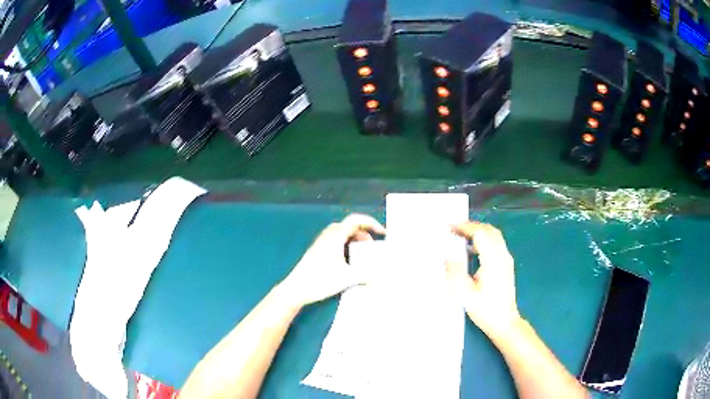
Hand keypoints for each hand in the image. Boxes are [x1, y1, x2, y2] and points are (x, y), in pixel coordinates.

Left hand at [279, 213, 385, 308]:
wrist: (296, 289)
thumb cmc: (319, 281)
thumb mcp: (346, 278)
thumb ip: (365, 275)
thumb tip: (381, 274)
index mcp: (335, 237)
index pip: (356, 220)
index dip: (371, 222)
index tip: (382, 233)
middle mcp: (328, 236)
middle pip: (350, 226)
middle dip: (365, 233)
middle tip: (373, 247)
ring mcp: (321, 243)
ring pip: (342, 233)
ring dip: (355, 239)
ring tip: (363, 253)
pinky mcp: (317, 251)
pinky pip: (336, 240)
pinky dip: (347, 245)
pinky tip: (349, 260)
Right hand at [446, 221, 520, 339]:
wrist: (504, 322)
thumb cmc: (485, 309)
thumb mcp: (465, 295)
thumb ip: (455, 273)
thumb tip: (447, 257)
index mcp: (493, 260)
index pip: (480, 234)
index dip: (465, 227)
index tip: (450, 227)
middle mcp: (502, 256)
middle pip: (489, 230)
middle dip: (472, 226)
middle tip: (455, 228)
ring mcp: (507, 260)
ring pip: (494, 236)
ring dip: (479, 231)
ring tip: (462, 236)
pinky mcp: (507, 265)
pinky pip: (496, 243)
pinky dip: (484, 239)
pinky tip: (473, 249)